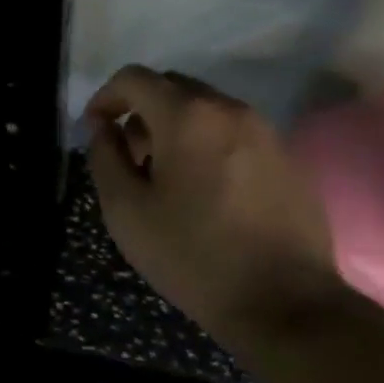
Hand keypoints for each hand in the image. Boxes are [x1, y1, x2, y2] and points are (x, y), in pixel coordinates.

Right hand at [85, 65, 340, 343]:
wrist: (286, 304)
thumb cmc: (194, 256)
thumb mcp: (127, 212)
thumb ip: (104, 158)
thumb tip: (104, 129)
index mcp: (188, 116)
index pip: (135, 78)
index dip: (106, 97)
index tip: (95, 130)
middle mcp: (230, 110)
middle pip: (173, 87)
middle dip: (142, 112)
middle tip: (130, 158)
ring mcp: (266, 131)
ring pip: (206, 110)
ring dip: (176, 129)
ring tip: (167, 178)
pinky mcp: (288, 157)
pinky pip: (235, 133)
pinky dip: (208, 144)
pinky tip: (206, 192)